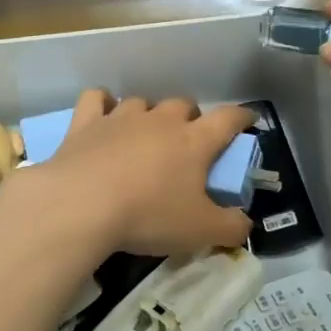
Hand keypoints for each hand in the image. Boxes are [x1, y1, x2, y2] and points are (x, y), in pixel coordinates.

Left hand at [3, 90, 254, 257]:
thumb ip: (231, 227)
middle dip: (191, 118)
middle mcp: (160, 120)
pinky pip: (97, 99)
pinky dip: (103, 103)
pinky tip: (103, 114)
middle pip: (183, 104)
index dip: (242, 118)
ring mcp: (120, 118)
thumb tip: (245, 224)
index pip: (228, 119)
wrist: (82, 205)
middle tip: (188, 142)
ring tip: (145, 135)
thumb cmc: (149, 216)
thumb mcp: (201, 232)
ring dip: (149, 114)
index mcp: (194, 141)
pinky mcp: (85, 123)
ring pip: (142, 101)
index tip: (248, 120)